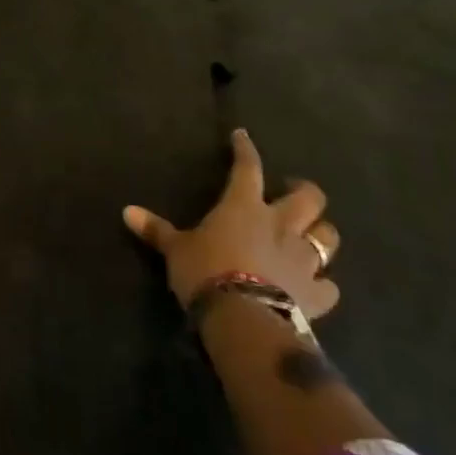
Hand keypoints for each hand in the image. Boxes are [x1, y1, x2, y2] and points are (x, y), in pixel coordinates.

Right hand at [123, 129, 340, 318]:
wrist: (243, 318)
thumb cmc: (206, 271)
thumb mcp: (175, 249)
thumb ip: (156, 230)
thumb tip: (126, 211)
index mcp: (244, 206)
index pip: (247, 167)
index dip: (245, 149)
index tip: (242, 136)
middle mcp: (280, 226)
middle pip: (309, 198)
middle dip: (305, 191)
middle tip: (292, 192)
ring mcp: (302, 260)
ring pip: (327, 237)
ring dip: (321, 234)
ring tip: (312, 235)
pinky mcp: (316, 294)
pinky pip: (329, 286)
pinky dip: (324, 284)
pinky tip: (317, 286)